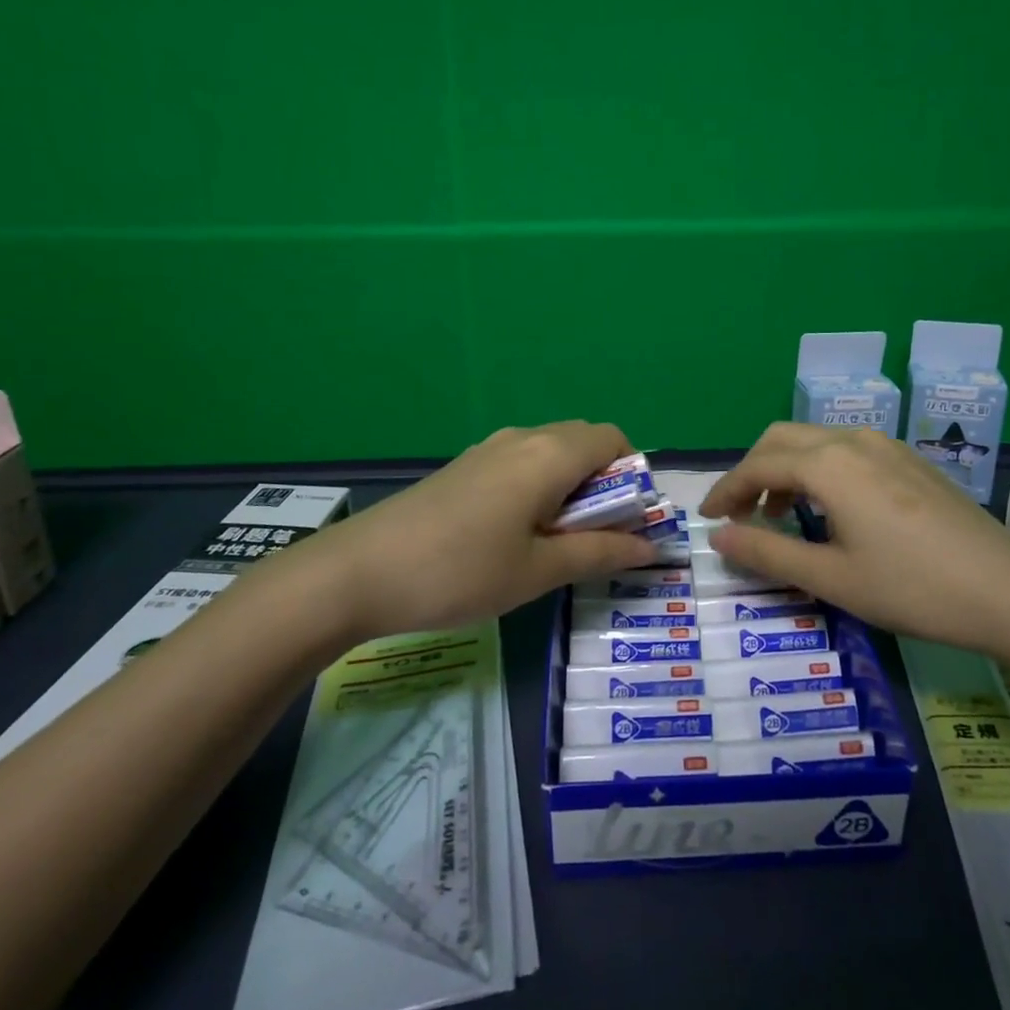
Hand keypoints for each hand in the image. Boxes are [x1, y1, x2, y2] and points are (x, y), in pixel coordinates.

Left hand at [304, 421, 657, 641]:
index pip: (614, 439)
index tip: (626, 522)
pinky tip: (514, 535)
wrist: (359, 571)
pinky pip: (521, 463)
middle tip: (594, 538)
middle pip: (584, 442)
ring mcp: (488, 449)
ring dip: (570, 487)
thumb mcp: (539, 571)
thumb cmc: (461, 571)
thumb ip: (600, 553)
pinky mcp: (464, 466)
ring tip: (555, 542)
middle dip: (604, 483)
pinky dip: (539, 487)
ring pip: (551, 453)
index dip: (633, 476)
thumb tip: (649, 546)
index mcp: (549, 454)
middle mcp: (523, 438)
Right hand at [698, 423, 1009, 660]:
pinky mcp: (909, 459)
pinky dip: (818, 468)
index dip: (726, 490)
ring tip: (780, 514)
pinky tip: (830, 508)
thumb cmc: (911, 588)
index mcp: (828, 464)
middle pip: (782, 438)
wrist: (1008, 591)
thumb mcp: (831, 578)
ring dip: (785, 468)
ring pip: (815, 440)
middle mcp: (853, 440)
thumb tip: (717, 537)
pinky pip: (846, 449)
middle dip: (752, 471)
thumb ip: (767, 551)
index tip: (706, 518)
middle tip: (740, 514)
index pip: (758, 465)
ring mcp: (886, 445)